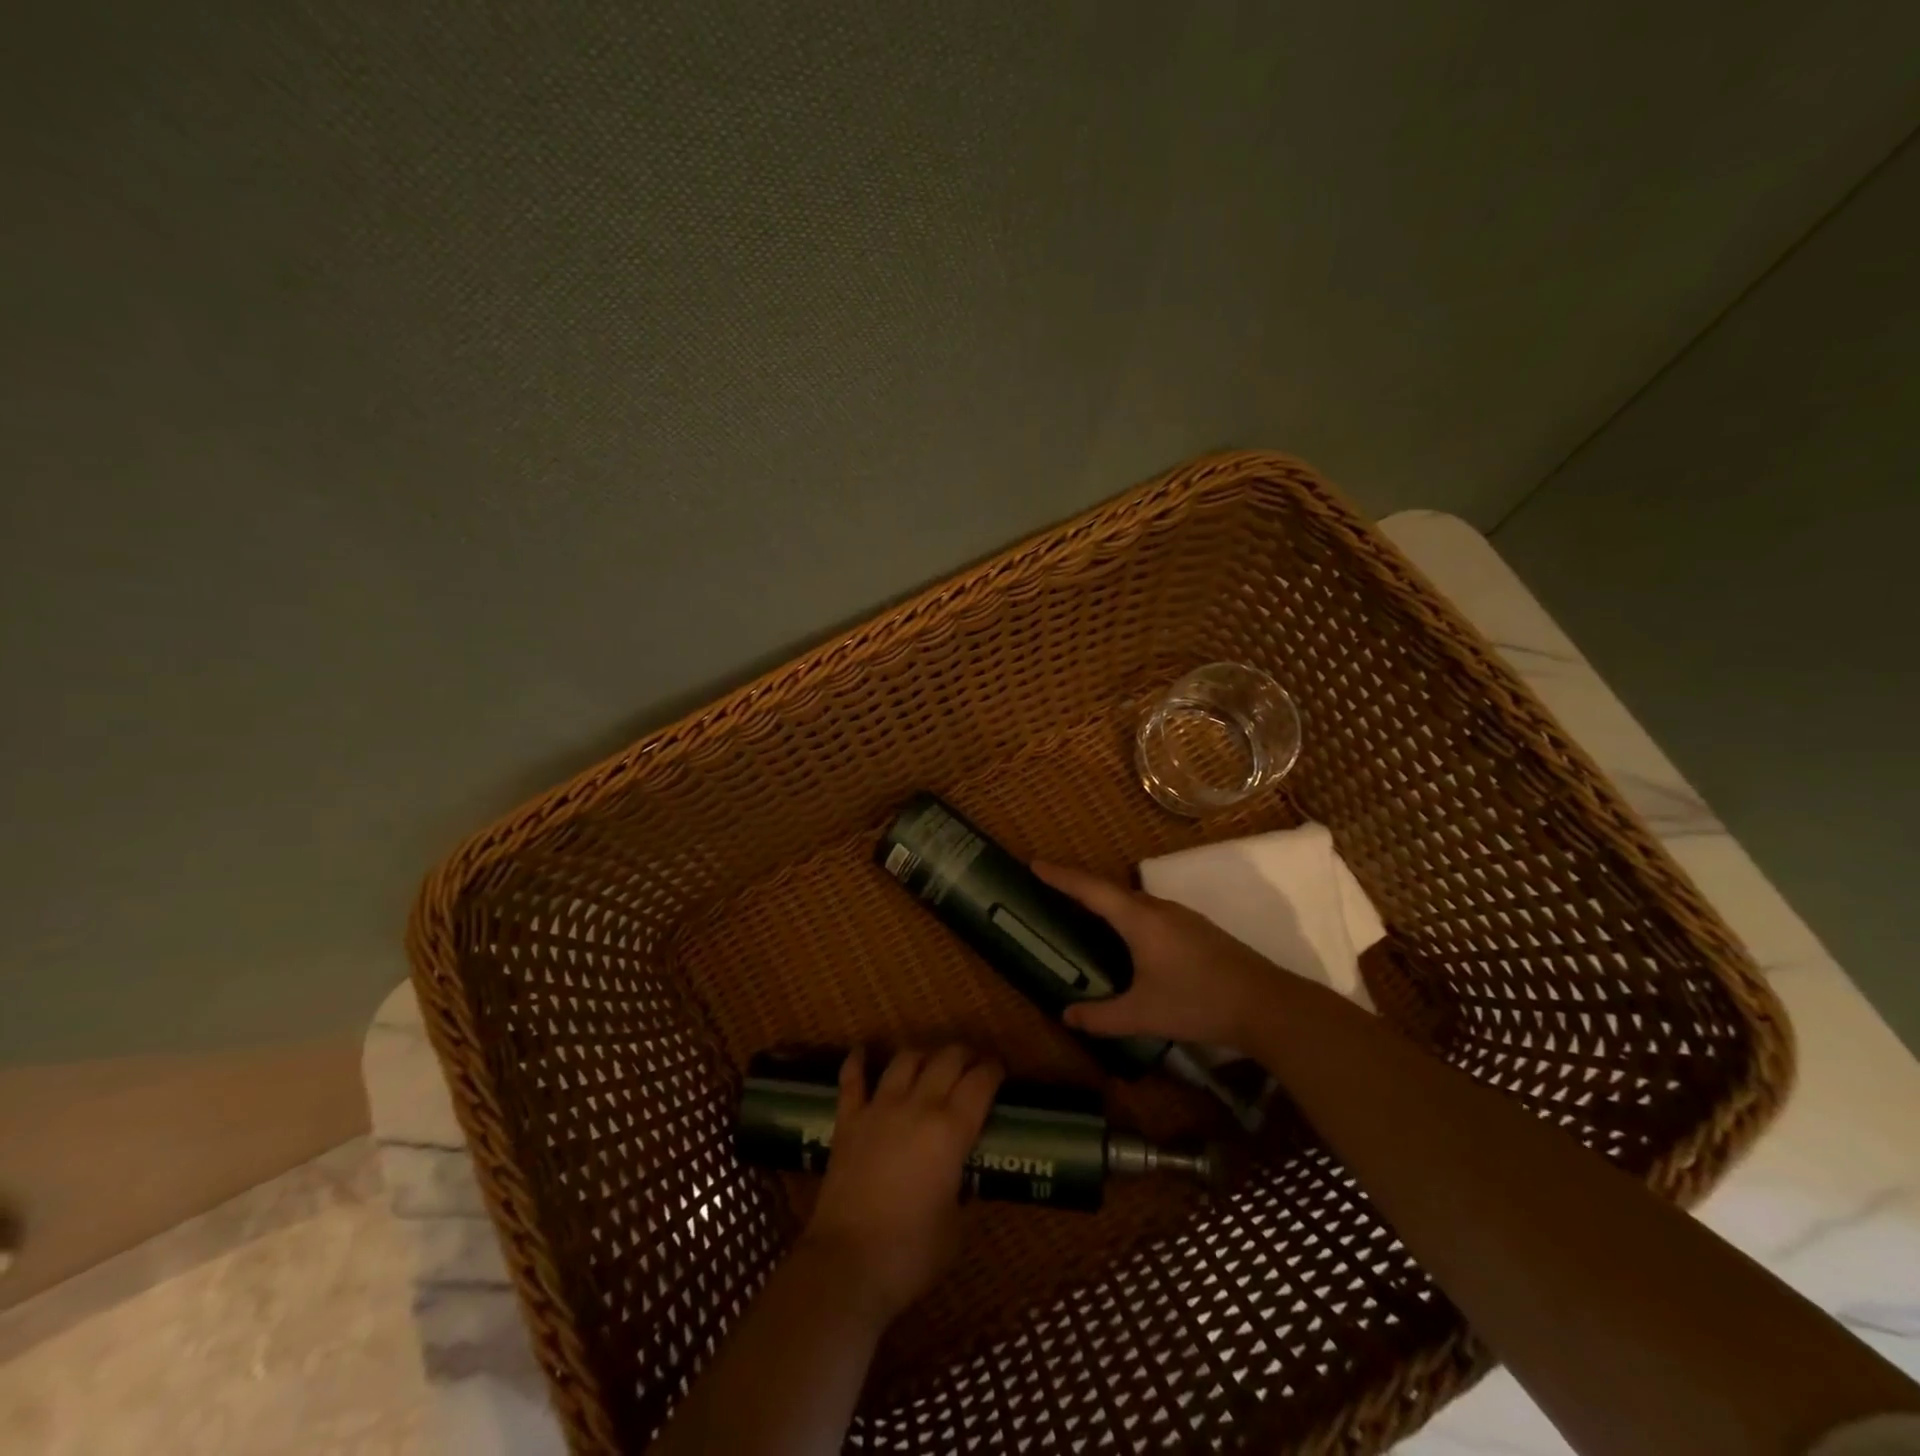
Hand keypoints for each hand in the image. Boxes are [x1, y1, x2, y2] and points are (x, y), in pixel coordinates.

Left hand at [800, 1044, 1003, 1321]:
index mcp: (951, 1130)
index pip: (980, 1082)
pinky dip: (858, 1061)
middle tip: (971, 1062)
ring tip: (929, 1060)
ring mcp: (879, 1108)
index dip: (993, 1070)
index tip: (999, 1069)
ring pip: (905, 1060)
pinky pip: (852, 1079)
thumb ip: (965, 1195)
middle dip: (963, 1054)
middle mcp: (918, 1106)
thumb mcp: (957, 1228)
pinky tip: (863, 1050)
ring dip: (922, 1054)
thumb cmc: (912, 1253)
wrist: (848, 1263)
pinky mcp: (848, 1120)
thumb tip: (966, 1182)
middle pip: (946, 1059)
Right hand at [1034, 861, 1285, 1045]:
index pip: (1090, 889)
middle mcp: (1158, 908)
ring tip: (1083, 912)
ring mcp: (1181, 916)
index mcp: (1140, 920)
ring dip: (1105, 901)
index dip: (1060, 876)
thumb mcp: (1144, 1015)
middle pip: (1110, 890)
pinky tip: (1127, 938)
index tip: (1034, 863)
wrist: (1266, 1004)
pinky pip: (1149, 912)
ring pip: (1133, 901)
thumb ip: (1102, 1016)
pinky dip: (1126, 915)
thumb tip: (1067, 1015)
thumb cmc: (1198, 1003)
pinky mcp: (1196, 929)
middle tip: (1051, 889)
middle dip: (1079, 887)